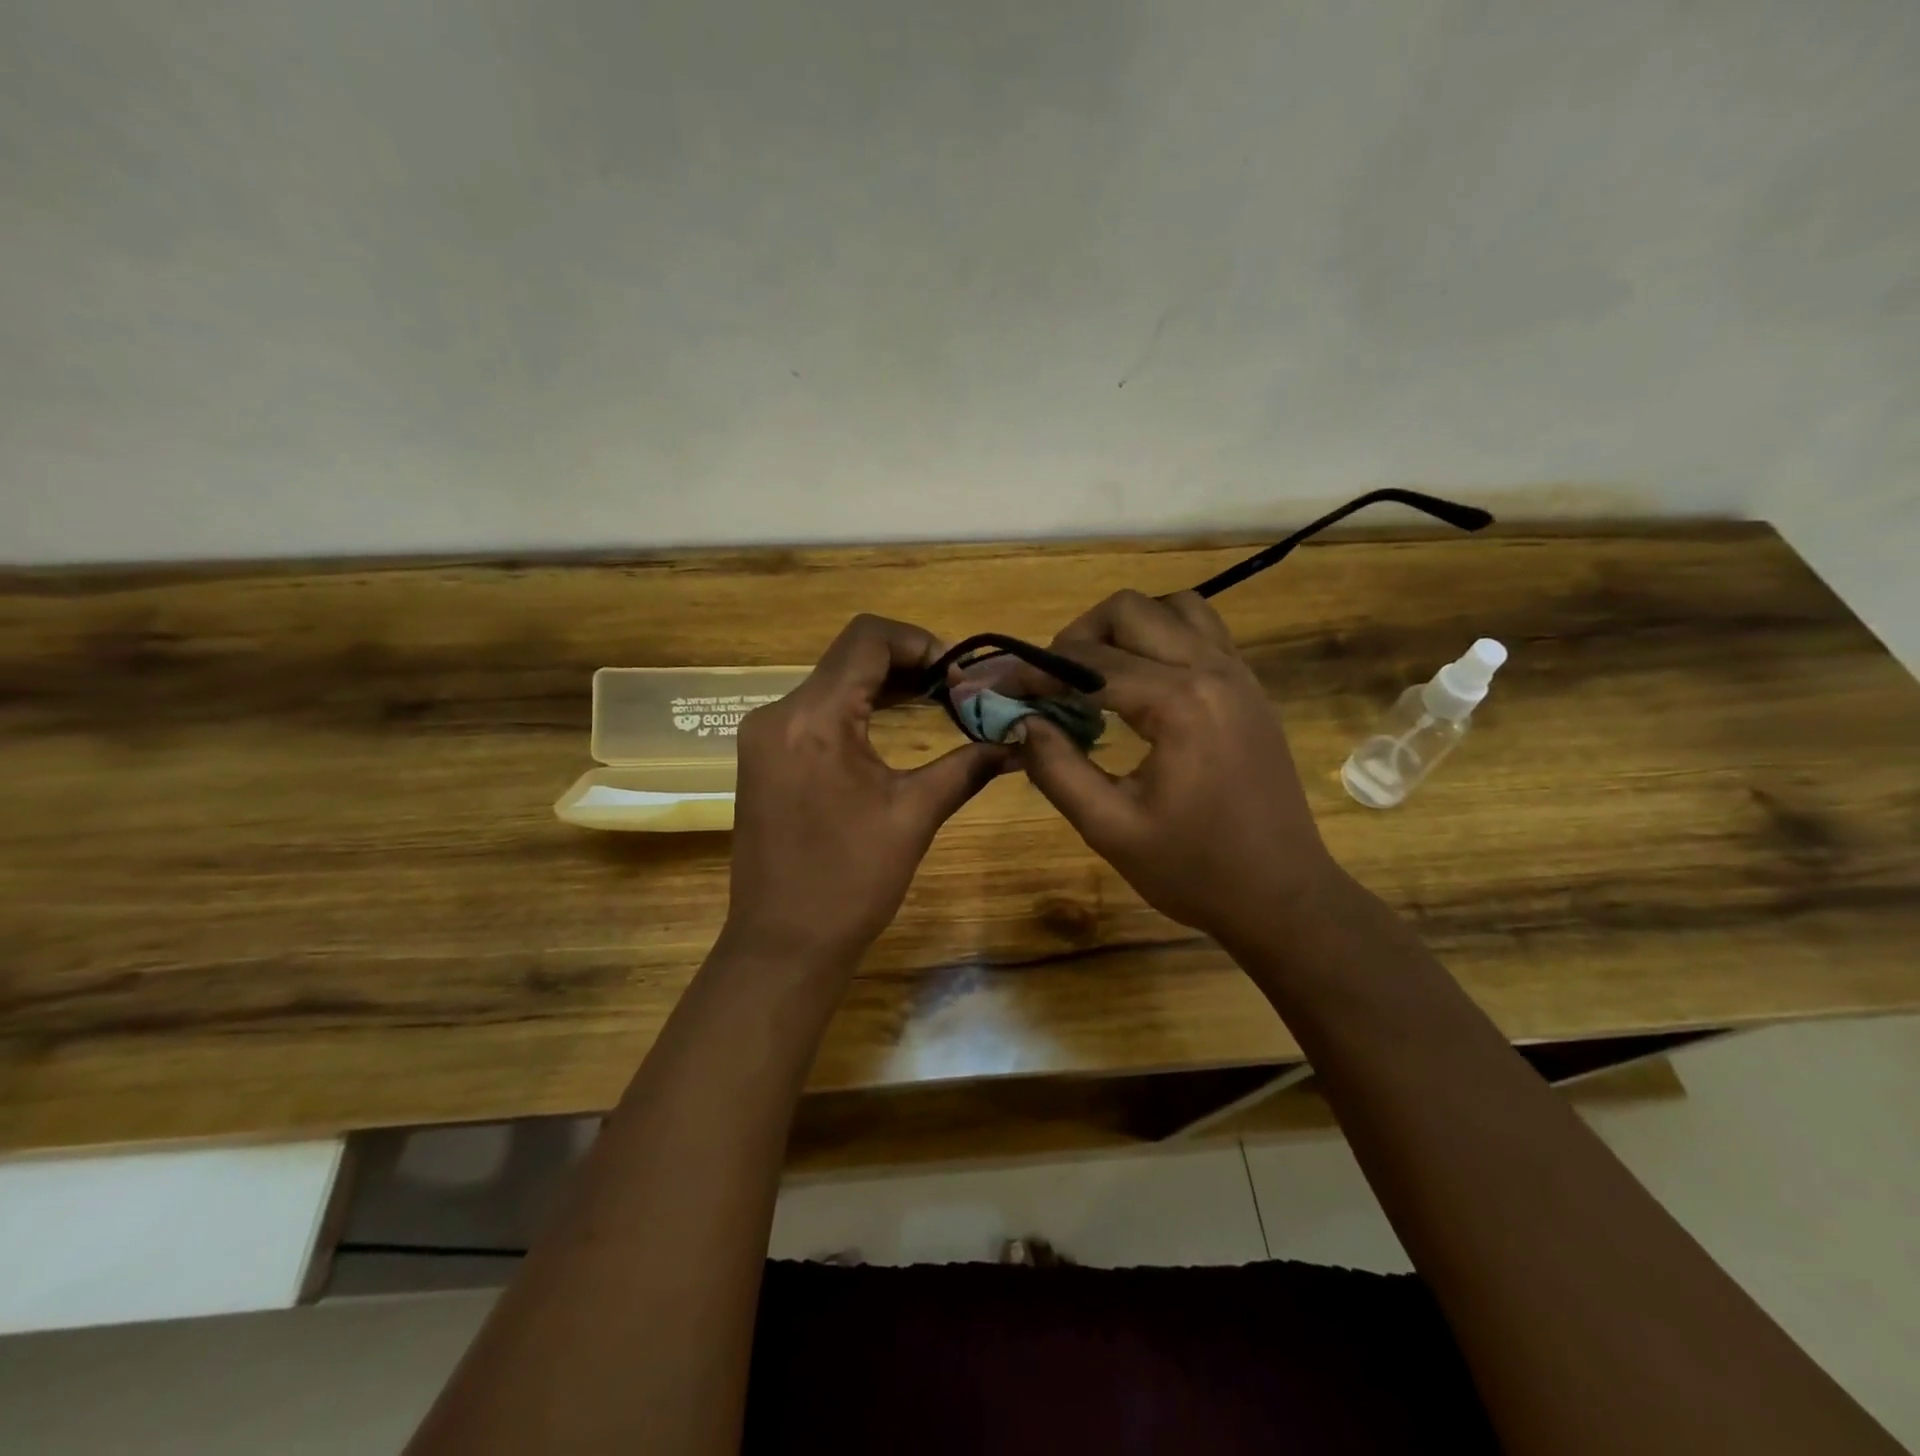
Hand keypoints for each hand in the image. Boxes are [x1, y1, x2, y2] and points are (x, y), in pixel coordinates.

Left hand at [722, 614, 1008, 965]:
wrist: (783, 945)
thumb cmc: (850, 882)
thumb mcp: (914, 816)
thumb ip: (967, 766)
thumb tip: (1018, 742)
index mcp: (813, 718)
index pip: (866, 638)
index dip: (920, 641)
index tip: (958, 676)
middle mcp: (779, 713)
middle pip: (849, 656)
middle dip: (908, 663)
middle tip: (957, 691)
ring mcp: (764, 735)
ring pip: (831, 682)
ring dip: (883, 685)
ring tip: (936, 703)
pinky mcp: (764, 756)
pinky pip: (815, 711)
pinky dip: (857, 708)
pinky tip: (893, 725)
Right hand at [1014, 590, 1335, 947]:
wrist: (1283, 897)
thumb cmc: (1194, 870)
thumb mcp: (1110, 828)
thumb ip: (1056, 768)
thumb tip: (1020, 722)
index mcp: (1179, 703)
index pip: (1088, 662)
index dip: (1034, 671)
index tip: (999, 688)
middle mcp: (1213, 670)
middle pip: (1129, 611)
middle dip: (1077, 637)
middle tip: (1050, 683)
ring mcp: (1239, 674)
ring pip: (1171, 608)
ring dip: (1124, 629)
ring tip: (1096, 675)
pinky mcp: (1250, 689)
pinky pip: (1201, 632)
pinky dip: (1160, 639)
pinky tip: (1140, 684)